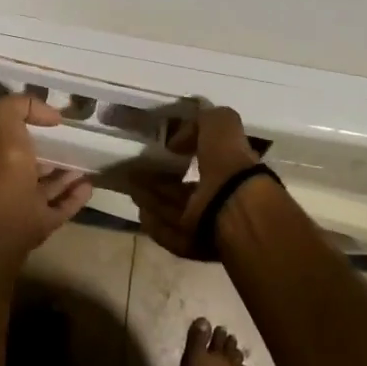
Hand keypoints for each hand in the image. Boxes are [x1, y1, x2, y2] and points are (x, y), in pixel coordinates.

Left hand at [0, 93, 91, 272]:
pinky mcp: (37, 228)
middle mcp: (1, 182)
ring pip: (42, 187)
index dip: (23, 122)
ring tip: (85, 163)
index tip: (49, 118)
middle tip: (70, 140)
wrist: (1, 241)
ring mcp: (19, 208)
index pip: (3, 135)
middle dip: (44, 150)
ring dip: (62, 175)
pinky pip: (58, 209)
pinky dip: (73, 197)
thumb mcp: (3, 131)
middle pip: (24, 163)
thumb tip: (49, 113)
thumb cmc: (1, 181)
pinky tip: (90, 186)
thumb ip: (15, 109)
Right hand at [129, 106, 260, 259]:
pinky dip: (156, 225)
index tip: (164, 151)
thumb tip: (177, 142)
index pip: (204, 160)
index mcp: (230, 168)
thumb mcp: (221, 123)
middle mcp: (220, 196)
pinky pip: (171, 234)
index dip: (184, 154)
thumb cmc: (228, 161)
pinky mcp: (195, 244)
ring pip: (175, 210)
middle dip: (162, 182)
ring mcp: (208, 222)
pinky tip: (141, 214)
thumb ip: (203, 121)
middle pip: (185, 190)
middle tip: (137, 173)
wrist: (234, 206)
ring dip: (154, 201)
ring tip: (132, 189)